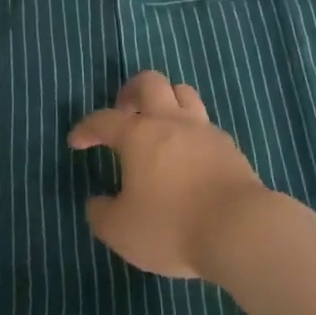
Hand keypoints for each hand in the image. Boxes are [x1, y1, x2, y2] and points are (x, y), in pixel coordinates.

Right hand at [68, 70, 269, 278]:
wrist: (239, 228)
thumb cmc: (172, 226)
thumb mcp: (122, 232)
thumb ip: (102, 215)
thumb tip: (97, 202)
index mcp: (139, 135)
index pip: (104, 120)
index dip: (87, 128)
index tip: (77, 141)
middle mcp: (170, 121)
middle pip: (150, 83)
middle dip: (131, 90)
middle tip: (124, 110)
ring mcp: (202, 129)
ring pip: (183, 93)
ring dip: (166, 99)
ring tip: (159, 121)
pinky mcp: (227, 145)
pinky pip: (204, 123)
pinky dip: (191, 129)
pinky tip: (188, 152)